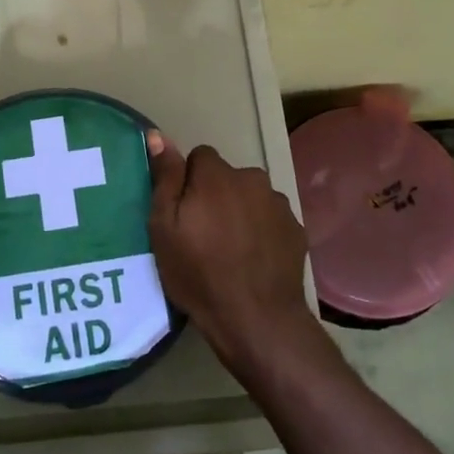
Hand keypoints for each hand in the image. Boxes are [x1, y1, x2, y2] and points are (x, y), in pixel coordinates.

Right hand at [146, 131, 318, 375]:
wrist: (256, 318)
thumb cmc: (199, 273)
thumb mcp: (164, 227)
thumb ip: (165, 178)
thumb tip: (158, 135)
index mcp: (217, 176)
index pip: (200, 157)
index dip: (188, 182)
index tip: (183, 212)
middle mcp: (252, 179)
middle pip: (227, 177)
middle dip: (215, 195)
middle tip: (203, 234)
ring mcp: (278, 204)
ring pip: (250, 197)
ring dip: (240, 212)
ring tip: (230, 250)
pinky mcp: (296, 229)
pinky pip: (270, 219)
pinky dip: (261, 231)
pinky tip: (252, 260)